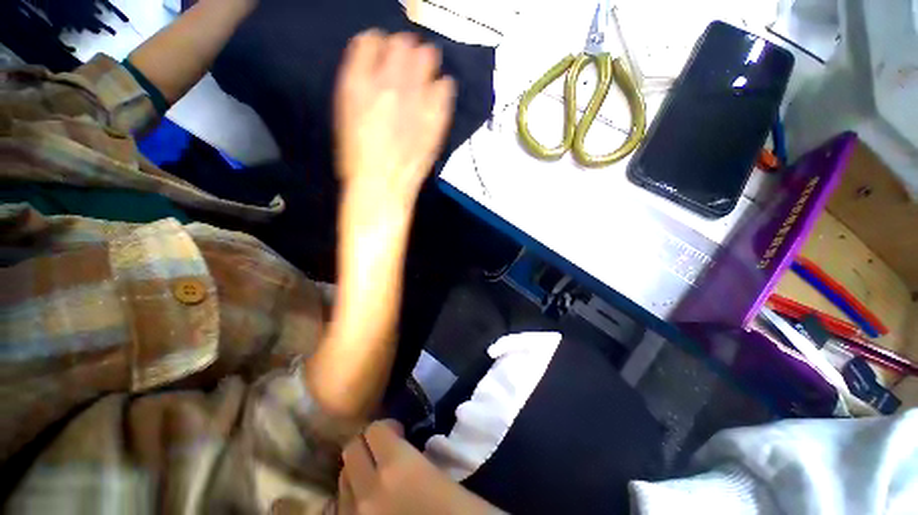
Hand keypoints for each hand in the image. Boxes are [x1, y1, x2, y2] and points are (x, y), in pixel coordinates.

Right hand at [334, 30, 455, 206]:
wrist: (383, 185)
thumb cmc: (358, 157)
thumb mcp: (346, 115)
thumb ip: (358, 84)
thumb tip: (373, 70)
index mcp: (359, 81)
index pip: (371, 40)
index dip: (378, 44)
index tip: (383, 51)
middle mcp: (389, 83)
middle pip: (403, 44)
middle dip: (404, 49)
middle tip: (406, 60)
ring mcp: (416, 99)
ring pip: (427, 58)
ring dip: (425, 62)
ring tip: (424, 71)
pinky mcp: (436, 117)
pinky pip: (445, 87)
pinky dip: (442, 86)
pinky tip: (438, 91)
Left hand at [337, 420, 498, 513]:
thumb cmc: (458, 512)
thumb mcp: (439, 474)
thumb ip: (411, 455)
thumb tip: (400, 443)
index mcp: (397, 467)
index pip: (374, 429)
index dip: (387, 428)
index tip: (401, 434)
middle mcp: (368, 492)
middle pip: (352, 450)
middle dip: (369, 446)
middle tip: (387, 453)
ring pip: (343, 479)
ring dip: (358, 472)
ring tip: (378, 479)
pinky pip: (343, 508)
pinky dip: (353, 500)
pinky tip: (373, 503)